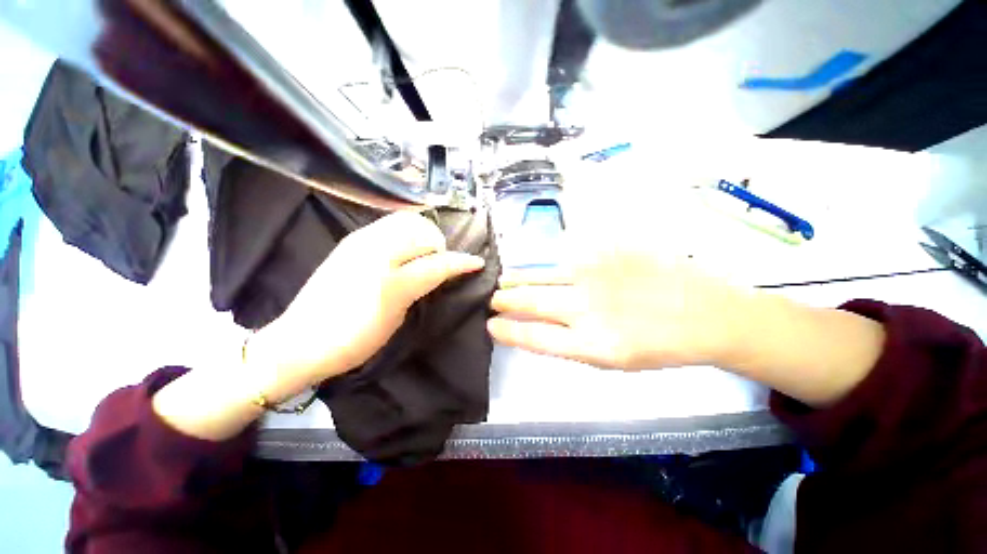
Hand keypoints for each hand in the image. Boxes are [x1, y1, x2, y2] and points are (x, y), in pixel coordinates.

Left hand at [248, 212, 484, 399]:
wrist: (301, 341)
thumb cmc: (354, 340)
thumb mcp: (397, 319)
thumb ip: (421, 289)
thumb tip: (439, 272)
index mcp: (391, 282)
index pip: (438, 263)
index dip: (462, 262)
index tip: (477, 263)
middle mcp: (376, 253)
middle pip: (424, 232)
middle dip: (439, 245)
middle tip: (438, 263)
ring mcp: (360, 240)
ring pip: (406, 220)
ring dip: (423, 233)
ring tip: (421, 253)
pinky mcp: (351, 239)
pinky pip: (388, 223)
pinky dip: (406, 230)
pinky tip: (404, 248)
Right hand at [488, 250, 752, 369]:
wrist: (709, 314)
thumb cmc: (659, 345)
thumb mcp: (613, 360)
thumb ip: (571, 343)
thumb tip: (536, 327)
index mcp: (592, 346)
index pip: (534, 337)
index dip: (508, 331)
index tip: (492, 324)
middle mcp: (589, 309)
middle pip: (531, 302)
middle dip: (506, 300)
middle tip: (494, 299)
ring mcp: (597, 275)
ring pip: (542, 275)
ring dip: (519, 279)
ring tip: (506, 280)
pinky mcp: (609, 250)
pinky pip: (565, 254)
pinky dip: (546, 262)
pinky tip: (540, 265)